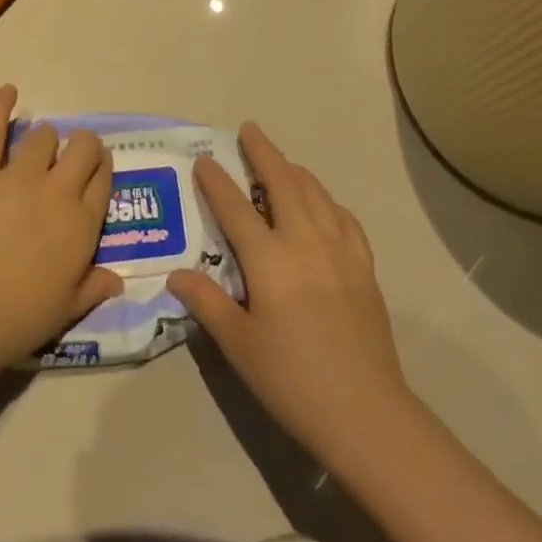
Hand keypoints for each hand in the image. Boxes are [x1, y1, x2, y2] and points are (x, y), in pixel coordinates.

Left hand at [0, 86, 122, 375]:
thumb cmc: (15, 322)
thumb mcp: (66, 311)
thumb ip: (94, 288)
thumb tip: (117, 280)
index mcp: (82, 225)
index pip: (103, 180)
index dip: (101, 170)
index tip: (96, 170)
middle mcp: (57, 192)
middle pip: (82, 149)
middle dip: (82, 147)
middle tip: (71, 157)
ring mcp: (17, 178)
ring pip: (42, 137)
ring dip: (45, 139)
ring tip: (38, 148)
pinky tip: (8, 91)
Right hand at [168, 125, 411, 465]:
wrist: (365, 411)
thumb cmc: (291, 379)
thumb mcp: (238, 345)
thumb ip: (207, 303)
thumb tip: (176, 274)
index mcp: (269, 260)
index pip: (236, 207)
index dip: (217, 181)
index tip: (204, 160)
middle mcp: (305, 242)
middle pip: (283, 182)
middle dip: (263, 152)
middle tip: (249, 130)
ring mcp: (340, 250)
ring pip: (316, 193)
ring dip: (295, 171)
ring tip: (281, 162)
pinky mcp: (364, 266)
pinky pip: (344, 218)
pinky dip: (327, 201)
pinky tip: (323, 206)